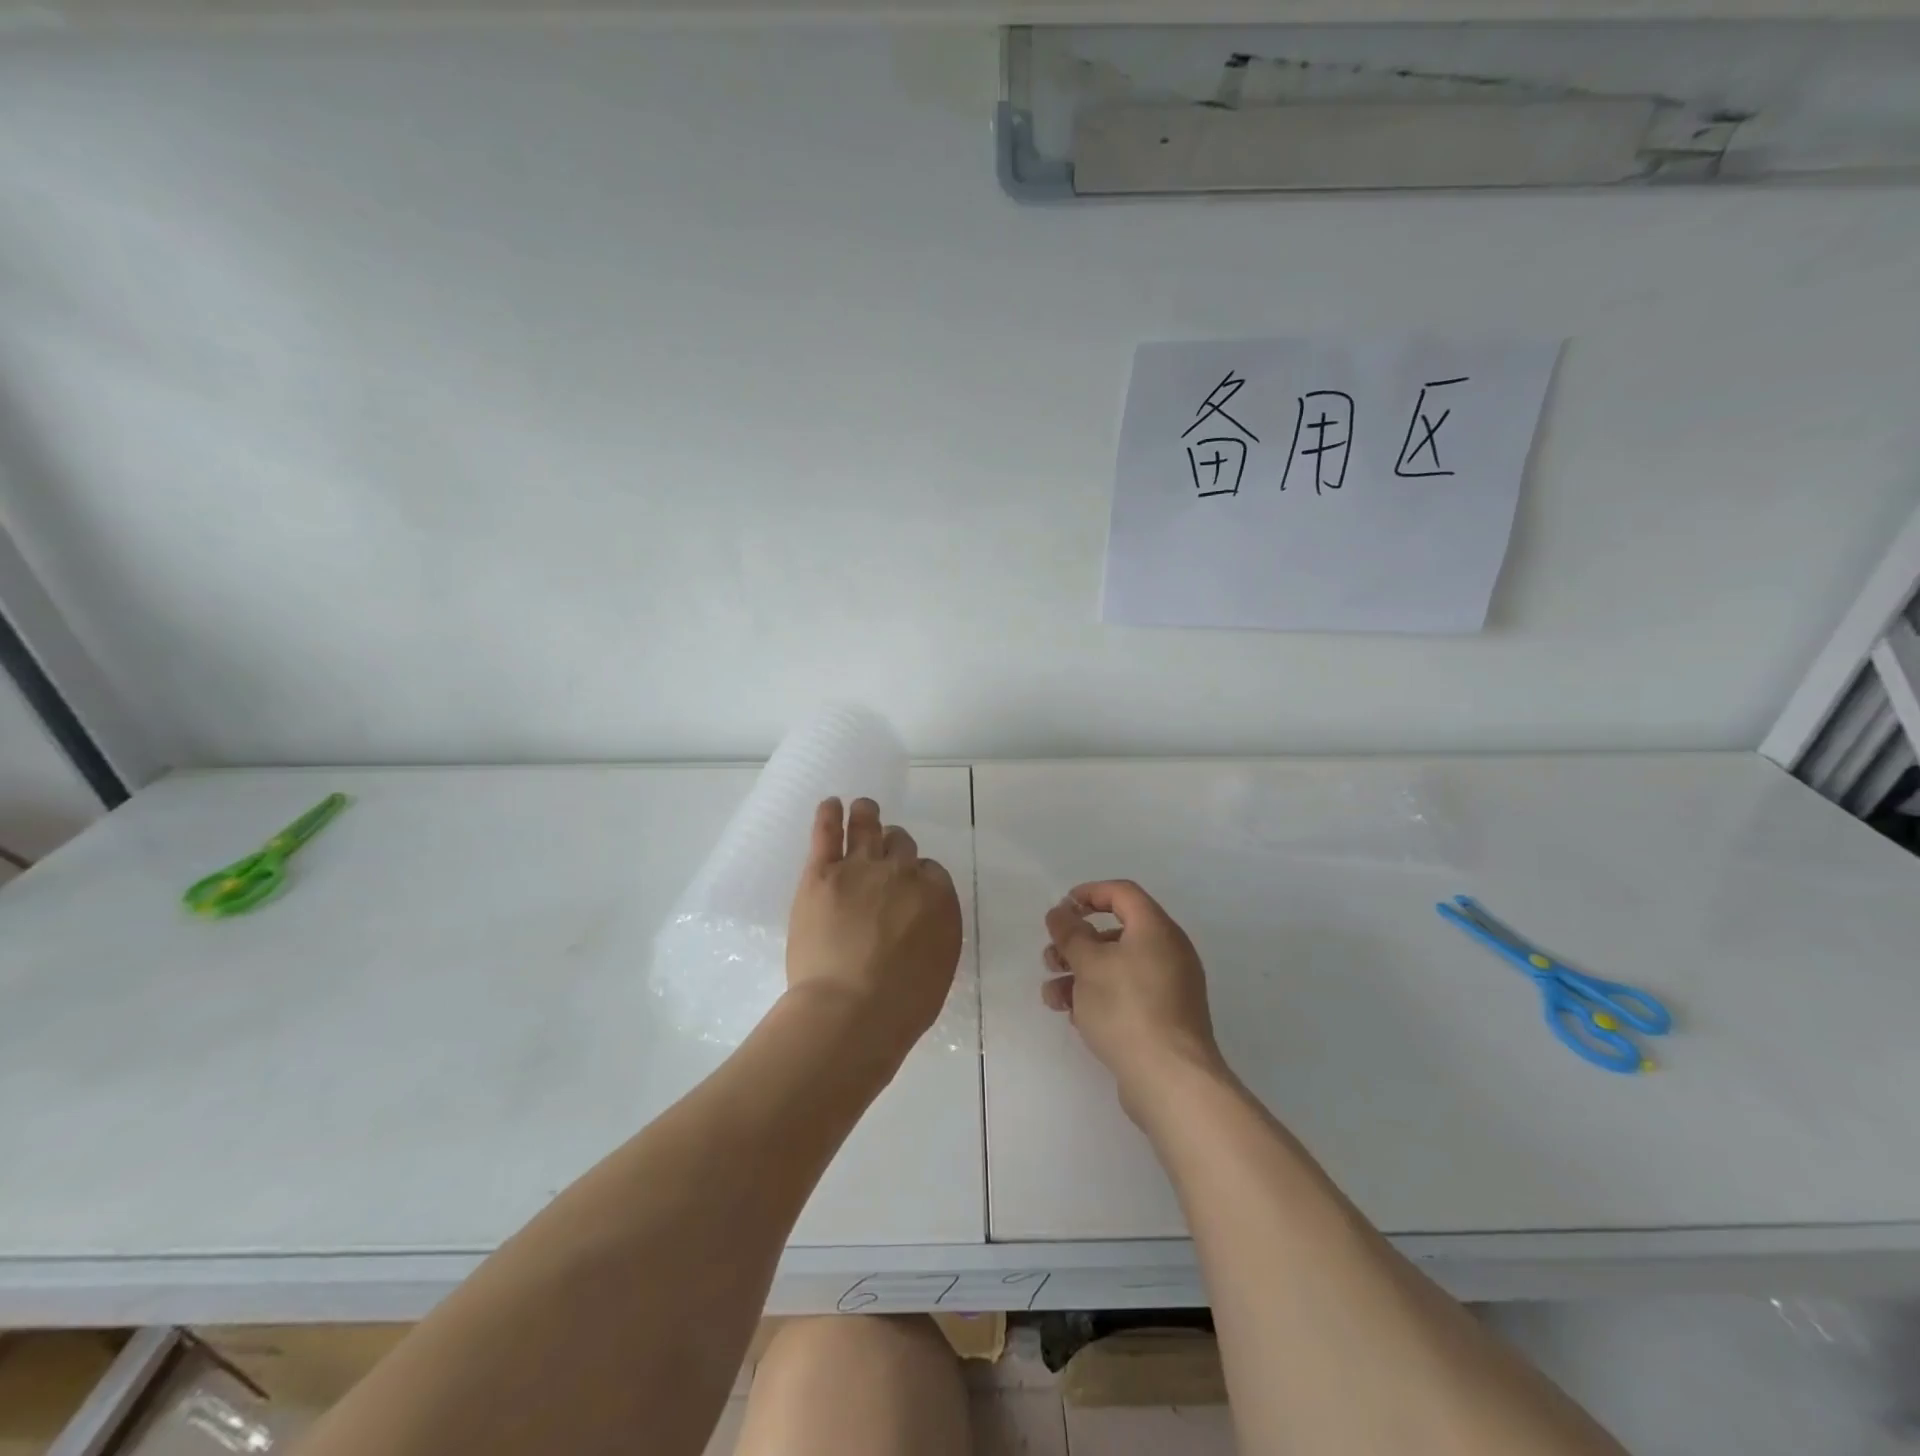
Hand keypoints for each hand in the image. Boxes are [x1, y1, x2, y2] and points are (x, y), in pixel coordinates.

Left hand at [786, 797, 962, 1054]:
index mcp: (937, 896)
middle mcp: (902, 873)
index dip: (918, 876)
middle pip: (901, 845)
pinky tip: (830, 805)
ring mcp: (860, 868)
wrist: (850, 1010)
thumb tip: (923, 921)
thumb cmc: (902, 1005)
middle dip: (895, 847)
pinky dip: (829, 815)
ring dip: (867, 815)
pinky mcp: (822, 873)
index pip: (931, 871)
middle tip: (886, 852)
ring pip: (868, 827)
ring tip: (863, 807)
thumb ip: (935, 932)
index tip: (909, 887)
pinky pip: (828, 833)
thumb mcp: (939, 968)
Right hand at [1043, 880, 1226, 1121]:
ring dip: (1080, 974)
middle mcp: (1168, 952)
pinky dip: (1099, 997)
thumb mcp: (1089, 964)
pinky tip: (1075, 1016)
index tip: (1062, 909)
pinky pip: (1127, 994)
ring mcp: (1169, 987)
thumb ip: (1071, 933)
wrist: (1171, 1080)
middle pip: (1116, 933)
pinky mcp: (1164, 1018)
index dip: (1089, 893)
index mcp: (1156, 929)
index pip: (1122, 893)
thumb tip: (1061, 912)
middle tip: (1051, 958)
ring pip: (1117, 967)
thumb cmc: (1127, 1008)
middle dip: (1077, 943)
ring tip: (1052, 996)